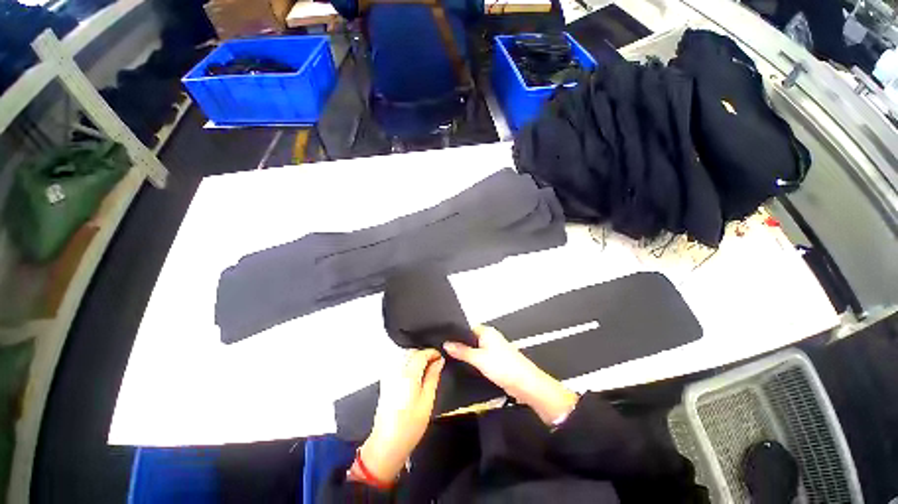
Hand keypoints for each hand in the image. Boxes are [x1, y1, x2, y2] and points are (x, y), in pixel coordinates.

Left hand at [356, 349, 444, 482]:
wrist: (386, 444)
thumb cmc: (409, 426)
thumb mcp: (427, 401)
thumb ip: (433, 377)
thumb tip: (439, 361)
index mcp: (408, 374)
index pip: (421, 354)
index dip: (433, 353)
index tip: (441, 358)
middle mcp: (396, 371)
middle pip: (412, 353)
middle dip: (425, 354)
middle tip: (436, 364)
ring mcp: (389, 376)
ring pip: (405, 357)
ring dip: (417, 359)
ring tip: (428, 370)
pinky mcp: (385, 382)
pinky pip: (399, 365)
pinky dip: (409, 365)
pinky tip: (416, 376)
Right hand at [444, 326, 577, 424]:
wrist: (525, 384)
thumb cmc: (504, 367)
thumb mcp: (479, 358)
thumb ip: (462, 351)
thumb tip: (446, 344)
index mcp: (487, 331)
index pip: (467, 328)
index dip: (455, 333)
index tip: (442, 339)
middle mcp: (490, 337)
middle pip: (470, 338)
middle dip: (459, 344)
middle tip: (443, 350)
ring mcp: (493, 349)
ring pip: (475, 349)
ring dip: (466, 354)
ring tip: (450, 358)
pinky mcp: (495, 360)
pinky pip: (480, 358)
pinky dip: (473, 361)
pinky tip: (465, 366)